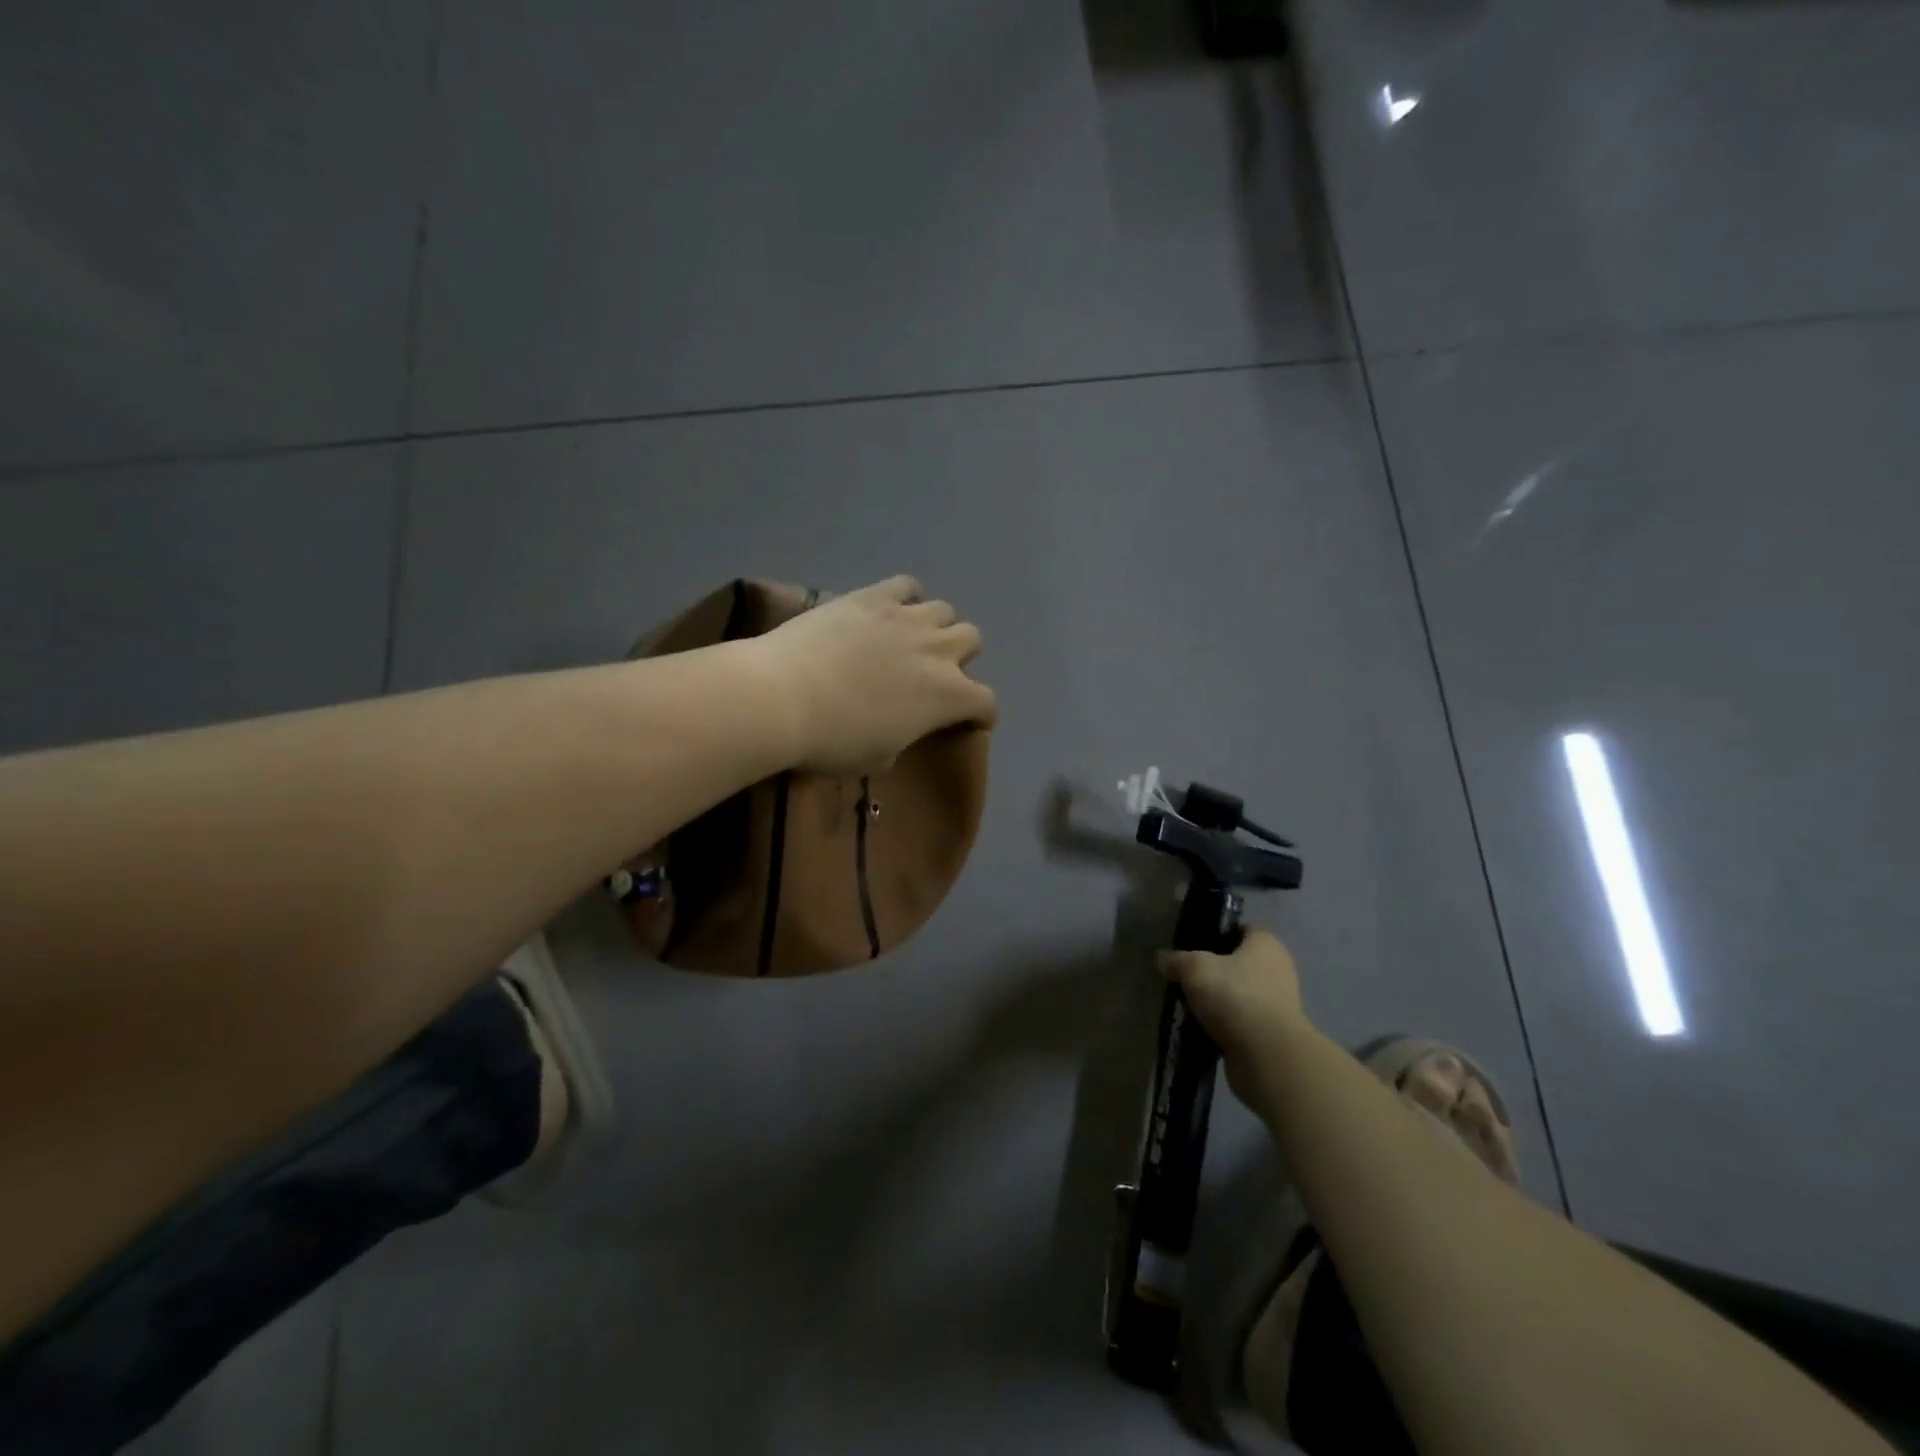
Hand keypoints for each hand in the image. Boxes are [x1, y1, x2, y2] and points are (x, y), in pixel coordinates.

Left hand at [754, 575, 997, 775]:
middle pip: (972, 639)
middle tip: (933, 673)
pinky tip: (890, 610)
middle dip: (960, 657)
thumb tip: (899, 726)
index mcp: (948, 697)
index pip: (986, 702)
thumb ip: (904, 737)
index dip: (982, 714)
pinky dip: (906, 598)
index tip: (971, 720)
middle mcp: (938, 651)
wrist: (784, 698)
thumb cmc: (833, 741)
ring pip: (945, 610)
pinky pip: (906, 585)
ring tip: (911, 639)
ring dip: (935, 626)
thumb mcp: (880, 757)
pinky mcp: (873, 596)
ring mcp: (907, 618)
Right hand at [1161, 929, 1307, 1102]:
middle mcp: (1277, 970)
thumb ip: (1177, 960)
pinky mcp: (1272, 1034)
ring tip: (1189, 1003)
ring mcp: (1278, 1004)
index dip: (1219, 932)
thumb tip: (1163, 958)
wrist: (1266, 1056)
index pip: (1243, 929)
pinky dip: (1224, 1024)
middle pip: (1240, 962)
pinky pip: (1241, 1021)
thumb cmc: (1234, 996)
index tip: (1194, 943)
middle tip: (1186, 974)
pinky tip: (1201, 1027)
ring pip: (1240, 993)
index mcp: (1266, 945)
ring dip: (1219, 999)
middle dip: (1215, 969)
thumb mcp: (1195, 969)